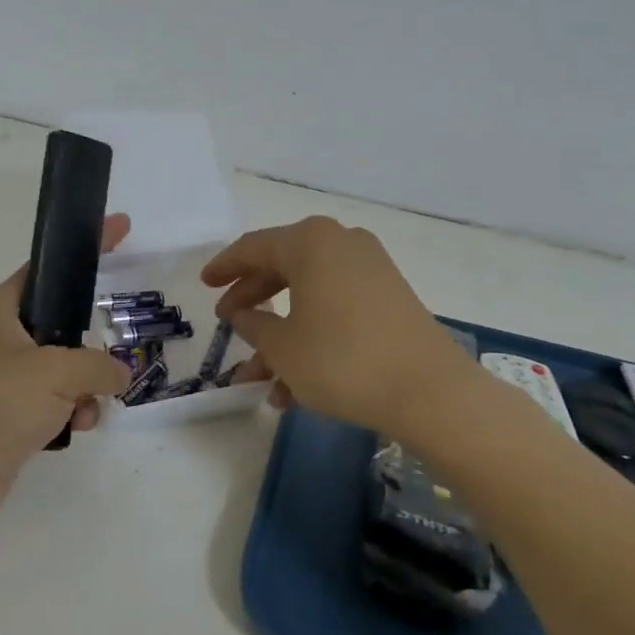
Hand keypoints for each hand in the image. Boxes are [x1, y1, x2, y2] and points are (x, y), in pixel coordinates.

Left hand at [0, 214, 132, 530]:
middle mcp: (1, 338)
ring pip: (63, 368)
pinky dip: (70, 412)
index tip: (122, 226)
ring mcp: (4, 379)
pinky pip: (54, 402)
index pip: (50, 266)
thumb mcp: (55, 371)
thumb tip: (119, 375)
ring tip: (86, 407)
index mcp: (1, 309)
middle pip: (61, 323)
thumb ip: (98, 364)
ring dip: (84, 387)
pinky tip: (75, 430)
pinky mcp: (9, 416)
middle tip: (110, 357)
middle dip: (90, 345)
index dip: (85, 247)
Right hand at [201, 216, 479, 436]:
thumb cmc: (342, 360)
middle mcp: (341, 244)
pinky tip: (294, 388)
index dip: (224, 267)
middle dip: (253, 301)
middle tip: (229, 323)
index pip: (253, 247)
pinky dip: (312, 337)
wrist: (430, 392)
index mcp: (310, 242)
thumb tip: (241, 315)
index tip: (204, 284)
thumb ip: (253, 325)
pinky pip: (336, 309)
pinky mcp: (389, 298)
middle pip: (282, 268)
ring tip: (259, 381)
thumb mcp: (282, 346)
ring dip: (281, 335)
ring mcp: (370, 270)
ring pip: (309, 296)